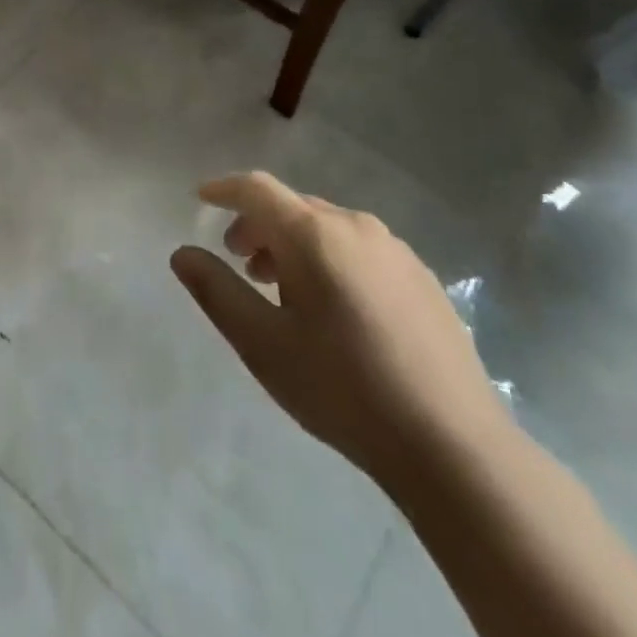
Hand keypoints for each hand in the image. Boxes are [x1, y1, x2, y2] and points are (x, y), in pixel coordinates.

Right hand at [171, 172, 509, 487]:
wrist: (454, 448)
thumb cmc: (343, 389)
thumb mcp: (262, 343)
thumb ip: (216, 291)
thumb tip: (183, 254)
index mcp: (314, 234)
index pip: (257, 189)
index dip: (224, 189)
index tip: (201, 198)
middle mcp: (355, 226)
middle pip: (292, 207)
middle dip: (257, 225)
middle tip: (240, 263)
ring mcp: (396, 251)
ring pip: (327, 227)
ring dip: (293, 244)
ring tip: (282, 290)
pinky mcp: (422, 278)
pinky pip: (359, 249)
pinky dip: (329, 259)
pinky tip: (334, 310)